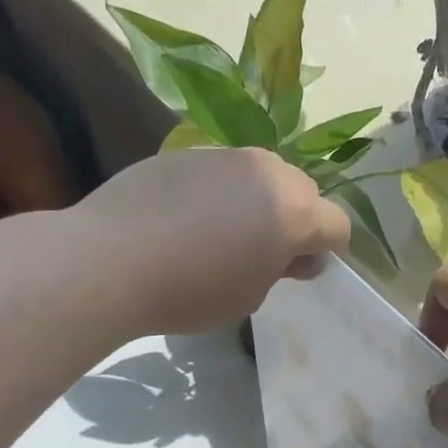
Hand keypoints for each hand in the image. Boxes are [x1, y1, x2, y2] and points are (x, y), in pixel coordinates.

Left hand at [72, 147, 349, 334]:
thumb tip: (296, 256)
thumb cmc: (191, 291)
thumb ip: (281, 270)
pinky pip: (221, 172)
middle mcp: (267, 172)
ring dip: (257, 202)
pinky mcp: (186, 152)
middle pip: (302, 192)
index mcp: (294, 211)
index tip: (298, 270)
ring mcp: (225, 155)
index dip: (325, 250)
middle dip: (294, 220)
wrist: (111, 260)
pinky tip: (184, 220)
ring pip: (261, 177)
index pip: (336, 225)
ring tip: (220, 235)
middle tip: (261, 253)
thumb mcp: (249, 296)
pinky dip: (218, 193)